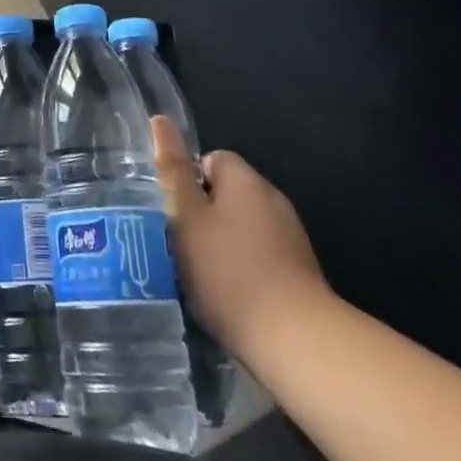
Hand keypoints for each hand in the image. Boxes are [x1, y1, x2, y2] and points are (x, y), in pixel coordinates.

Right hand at [153, 115, 329, 360]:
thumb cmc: (229, 271)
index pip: (210, 159)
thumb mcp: (186, 216)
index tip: (171, 212)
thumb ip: (172, 170)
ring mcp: (291, 237)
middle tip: (177, 243)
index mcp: (245, 180)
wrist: (296, 341)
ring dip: (221, 243)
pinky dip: (242, 268)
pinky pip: (260, 255)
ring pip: (242, 226)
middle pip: (226, 193)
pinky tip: (228, 294)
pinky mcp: (300, 272)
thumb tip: (161, 120)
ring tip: (198, 273)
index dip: (186, 180)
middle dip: (201, 214)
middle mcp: (272, 199)